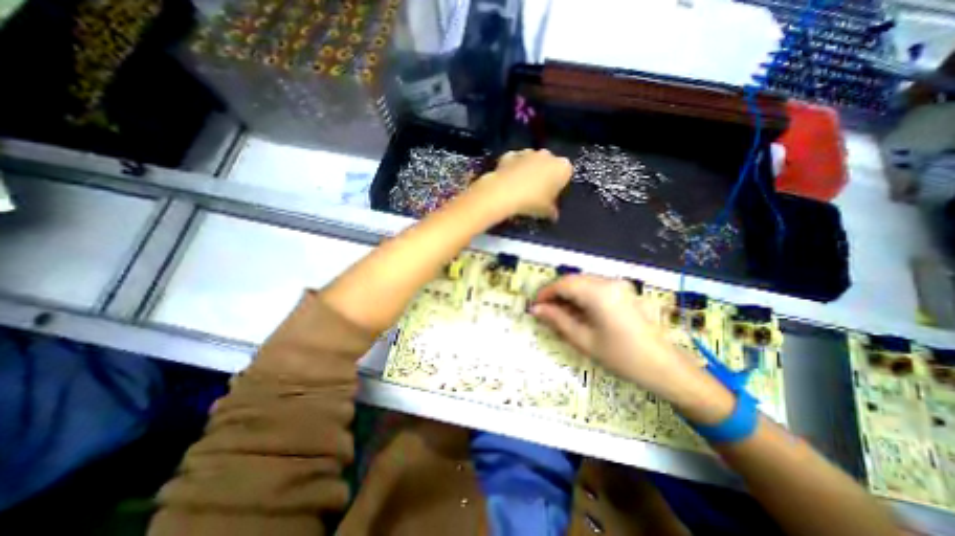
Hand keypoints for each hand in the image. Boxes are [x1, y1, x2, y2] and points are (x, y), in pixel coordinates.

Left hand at [470, 149, 569, 218]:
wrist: (504, 192)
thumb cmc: (532, 201)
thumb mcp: (546, 212)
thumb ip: (552, 212)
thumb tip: (553, 215)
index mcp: (563, 167)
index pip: (565, 176)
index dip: (558, 187)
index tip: (550, 198)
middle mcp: (547, 155)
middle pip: (548, 166)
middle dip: (543, 176)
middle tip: (536, 194)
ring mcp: (527, 152)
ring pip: (530, 162)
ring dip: (527, 171)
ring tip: (519, 189)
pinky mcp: (510, 154)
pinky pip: (514, 162)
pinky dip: (512, 169)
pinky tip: (508, 183)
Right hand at [529, 276, 732, 422]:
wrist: (664, 367)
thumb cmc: (622, 356)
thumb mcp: (584, 340)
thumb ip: (557, 320)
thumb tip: (536, 309)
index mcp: (599, 293)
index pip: (563, 284)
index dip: (545, 293)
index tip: (534, 306)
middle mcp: (608, 282)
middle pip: (573, 280)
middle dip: (556, 293)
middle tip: (545, 311)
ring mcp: (618, 285)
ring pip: (583, 282)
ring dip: (568, 295)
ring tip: (559, 314)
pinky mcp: (623, 290)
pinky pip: (595, 287)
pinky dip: (581, 296)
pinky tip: (578, 312)